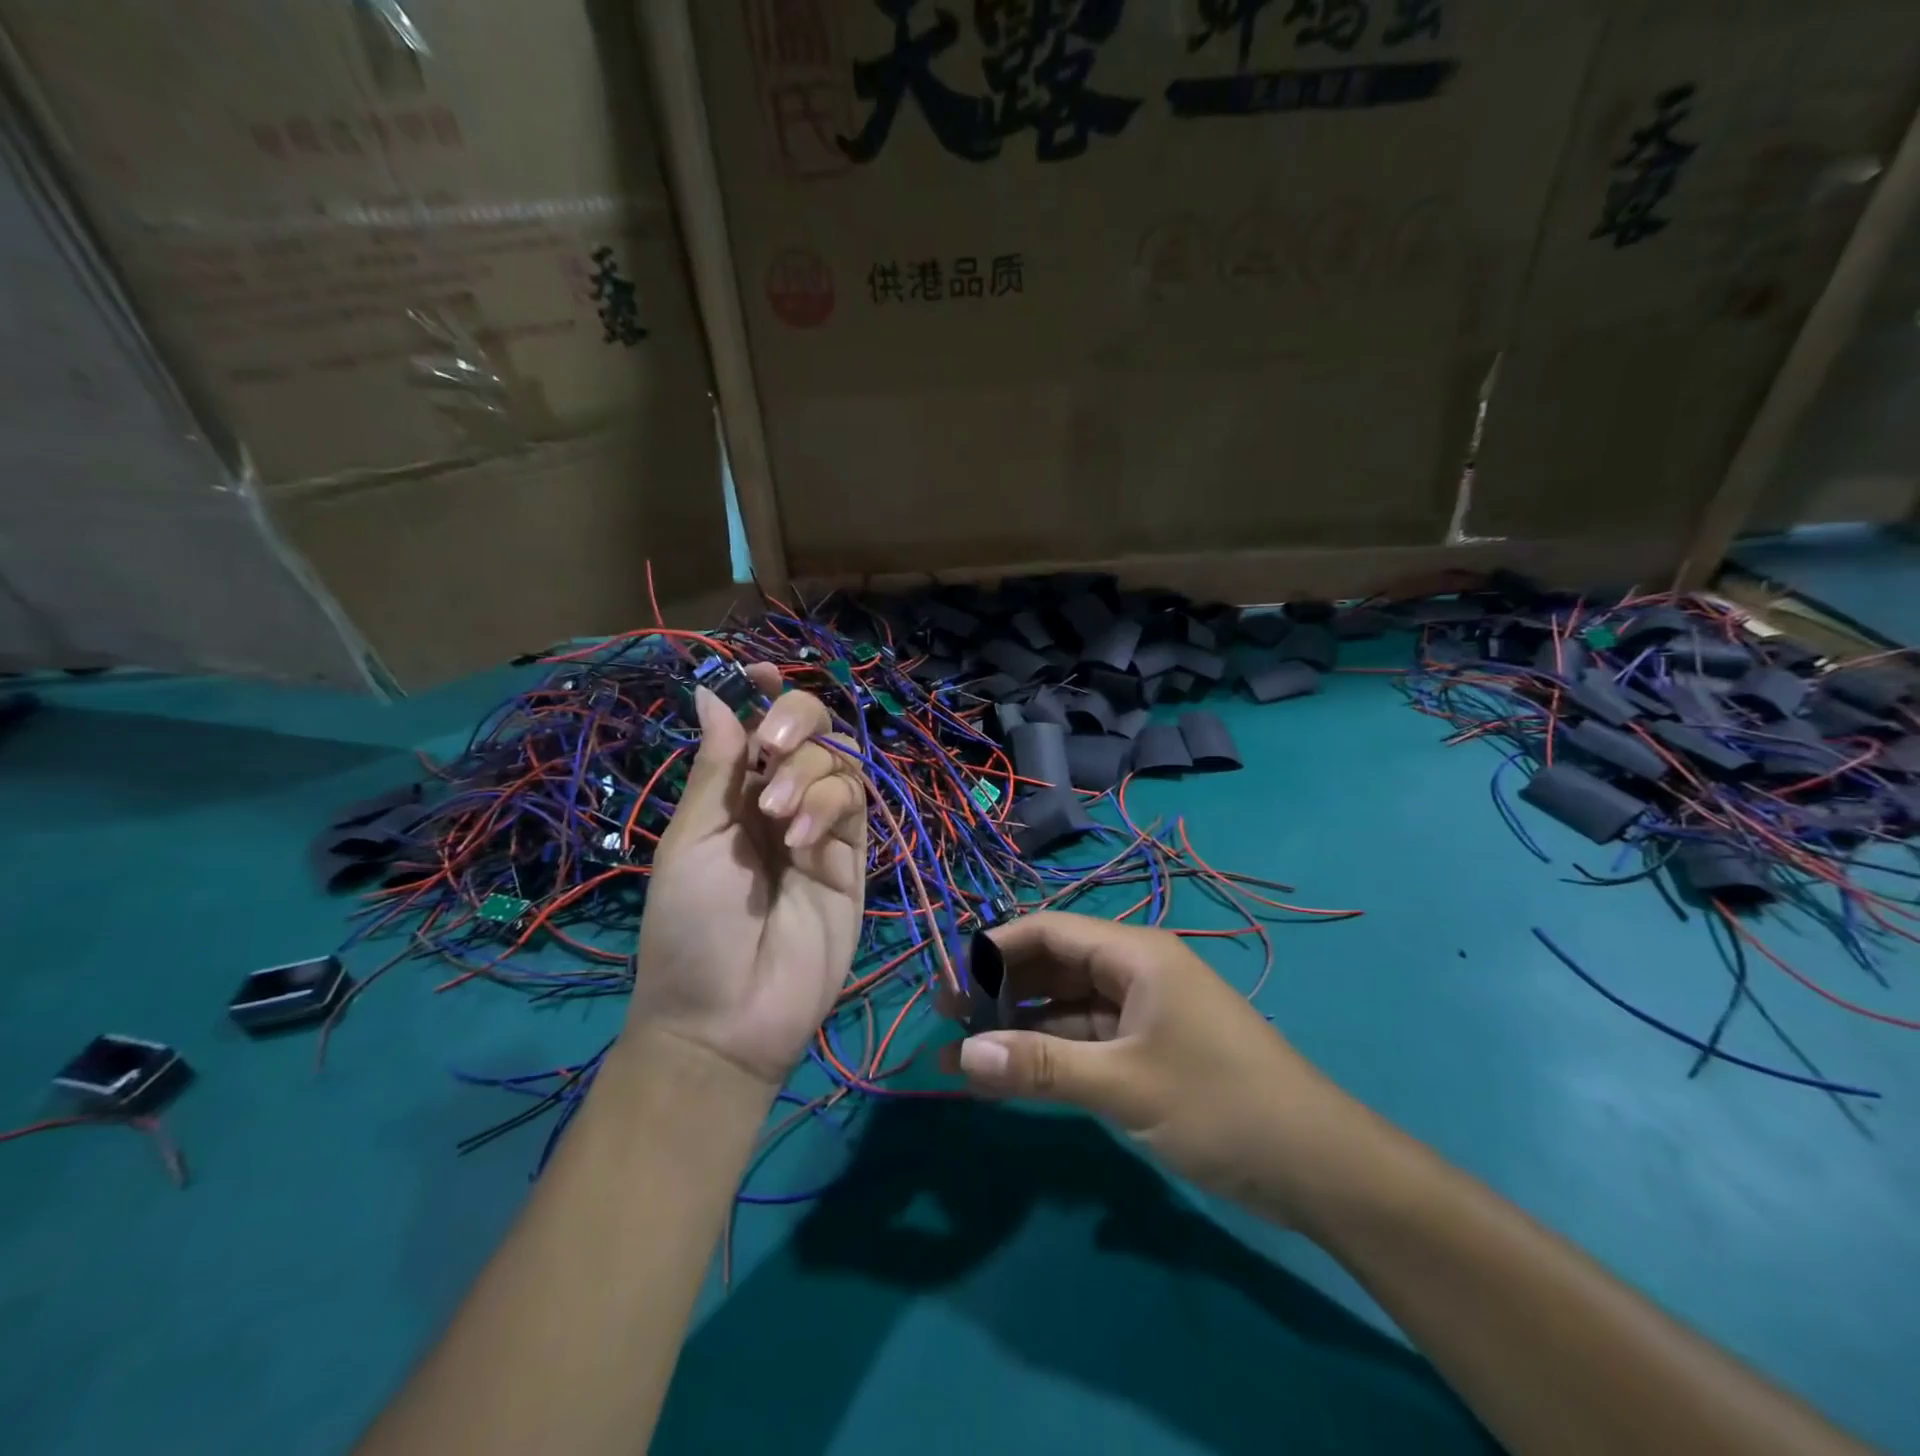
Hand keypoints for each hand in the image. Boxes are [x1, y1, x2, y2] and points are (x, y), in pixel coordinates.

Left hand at [629, 667, 866, 1086]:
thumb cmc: (690, 925)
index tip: (762, 672)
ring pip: (840, 761)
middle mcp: (780, 801)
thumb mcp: (691, 838)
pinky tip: (804, 837)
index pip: (759, 727)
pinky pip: (855, 804)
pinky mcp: (854, 857)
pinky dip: (830, 804)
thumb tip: (712, 693)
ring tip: (780, 818)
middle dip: (797, 722)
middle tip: (773, 747)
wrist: (727, 1015)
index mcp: (734, 794)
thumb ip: (717, 767)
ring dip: (810, 772)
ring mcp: (821, 828)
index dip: (765, 695)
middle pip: (812, 731)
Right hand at [942, 912, 1367, 1226]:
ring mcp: (1143, 1011)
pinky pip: (1085, 1039)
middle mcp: (1134, 970)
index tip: (946, 982)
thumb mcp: (1124, 1085)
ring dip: (1019, 1026)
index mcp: (1135, 953)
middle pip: (1053, 965)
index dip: (992, 950)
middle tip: (946, 1020)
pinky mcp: (1149, 1050)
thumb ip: (1041, 1067)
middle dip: (1000, 989)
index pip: (1047, 931)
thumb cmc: (1221, 1104)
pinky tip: (1011, 1077)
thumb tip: (963, 1058)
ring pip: (1065, 1005)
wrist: (1319, 1167)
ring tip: (963, 1054)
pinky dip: (1049, 1054)